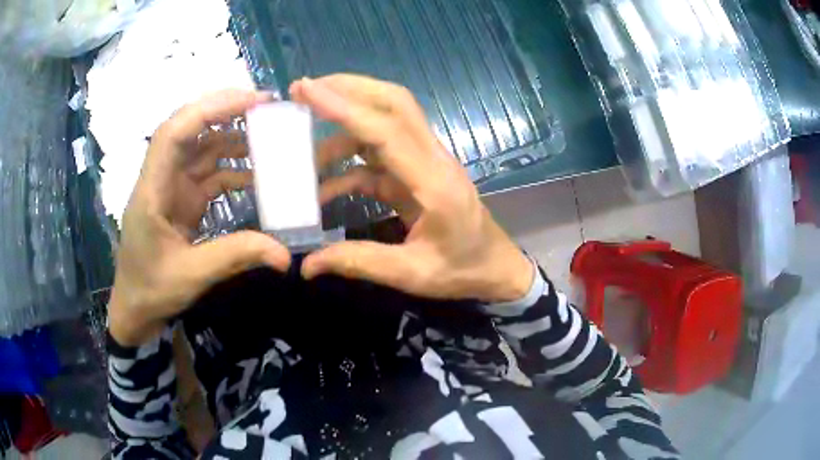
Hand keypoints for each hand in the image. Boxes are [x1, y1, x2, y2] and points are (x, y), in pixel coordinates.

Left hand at [109, 90, 290, 346]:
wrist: (135, 307)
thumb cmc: (151, 289)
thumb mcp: (192, 276)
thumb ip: (235, 256)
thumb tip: (284, 254)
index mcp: (152, 189)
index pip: (174, 132)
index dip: (210, 110)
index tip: (251, 101)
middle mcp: (160, 178)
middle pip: (189, 128)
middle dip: (225, 111)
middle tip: (267, 105)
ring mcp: (172, 186)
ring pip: (201, 147)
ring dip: (233, 137)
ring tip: (270, 134)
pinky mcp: (182, 198)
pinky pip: (209, 173)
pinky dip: (232, 168)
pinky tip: (257, 173)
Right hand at [292, 75, 533, 302]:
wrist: (496, 268)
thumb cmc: (462, 271)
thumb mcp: (411, 274)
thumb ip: (359, 262)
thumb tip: (307, 266)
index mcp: (434, 182)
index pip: (386, 131)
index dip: (344, 108)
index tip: (306, 90)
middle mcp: (432, 159)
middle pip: (394, 104)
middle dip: (349, 88)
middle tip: (305, 89)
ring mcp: (426, 162)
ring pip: (387, 120)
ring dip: (345, 121)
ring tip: (303, 135)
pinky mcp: (418, 172)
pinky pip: (380, 155)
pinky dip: (349, 161)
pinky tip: (323, 185)